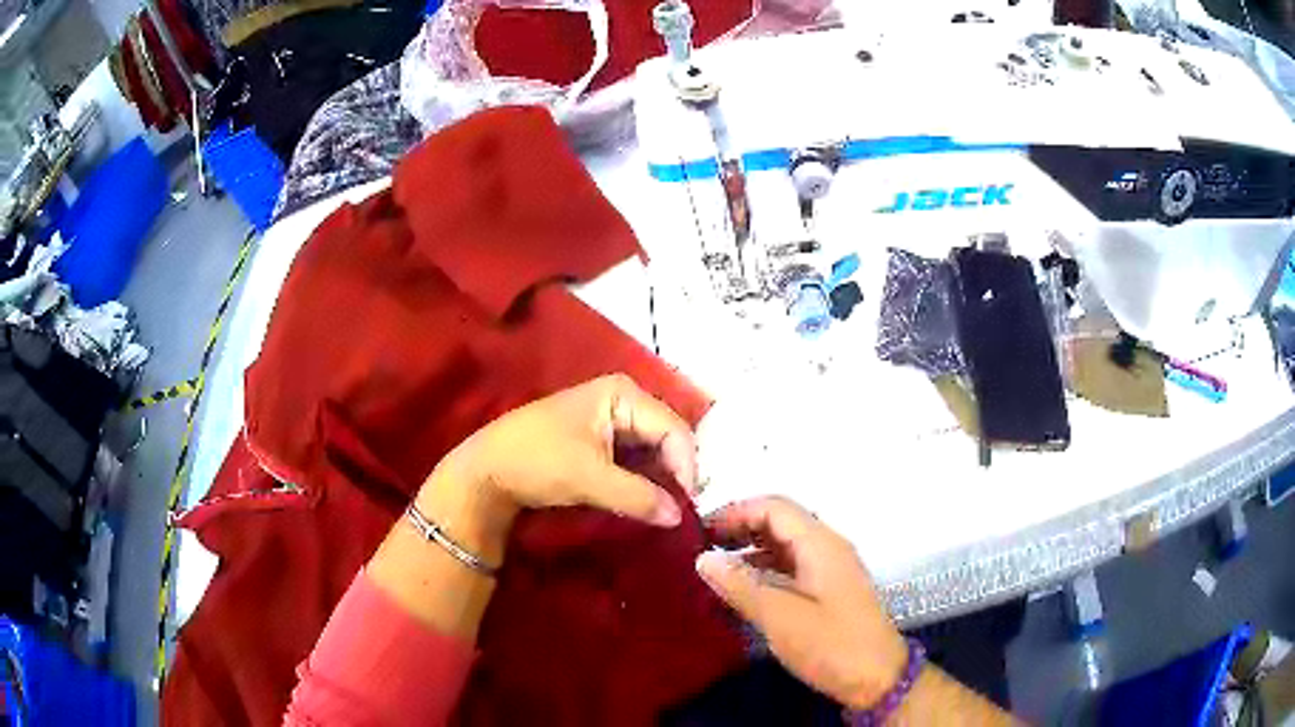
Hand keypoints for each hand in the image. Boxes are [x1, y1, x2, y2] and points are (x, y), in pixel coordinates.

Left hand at [422, 374, 698, 548]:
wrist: (486, 471)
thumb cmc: (537, 462)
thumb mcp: (590, 479)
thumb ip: (639, 497)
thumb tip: (678, 517)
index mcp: (622, 394)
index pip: (674, 429)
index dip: (686, 467)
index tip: (689, 506)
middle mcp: (622, 400)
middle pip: (666, 436)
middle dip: (676, 472)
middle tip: (684, 510)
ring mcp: (611, 419)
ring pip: (653, 450)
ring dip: (661, 479)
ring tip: (669, 509)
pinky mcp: (600, 441)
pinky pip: (635, 459)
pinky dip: (644, 480)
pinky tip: (649, 501)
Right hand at [695, 497, 907, 709]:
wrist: (877, 678)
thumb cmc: (831, 645)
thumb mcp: (780, 617)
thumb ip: (741, 585)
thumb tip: (703, 558)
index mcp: (820, 544)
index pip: (774, 507)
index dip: (735, 511)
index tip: (699, 531)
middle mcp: (826, 548)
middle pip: (779, 522)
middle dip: (740, 528)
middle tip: (699, 548)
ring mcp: (829, 569)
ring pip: (784, 546)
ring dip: (749, 550)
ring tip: (712, 568)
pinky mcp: (828, 591)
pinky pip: (790, 568)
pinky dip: (763, 571)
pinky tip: (739, 589)